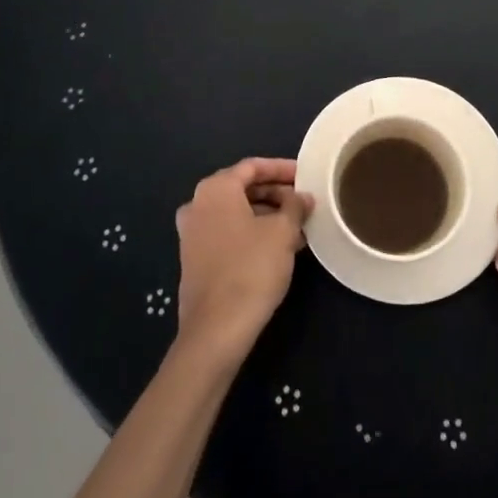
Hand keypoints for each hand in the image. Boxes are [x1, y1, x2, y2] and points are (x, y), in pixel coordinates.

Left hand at [174, 159, 310, 363]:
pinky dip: (252, 233)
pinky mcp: (194, 260)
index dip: (282, 168)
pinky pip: (228, 233)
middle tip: (303, 202)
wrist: (216, 330)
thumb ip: (295, 206)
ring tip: (297, 227)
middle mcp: (197, 205)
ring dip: (266, 215)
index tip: (305, 176)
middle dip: (275, 193)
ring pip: (236, 213)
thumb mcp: (283, 232)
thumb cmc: (251, 269)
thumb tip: (302, 197)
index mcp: (215, 190)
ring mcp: (192, 234)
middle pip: (242, 188)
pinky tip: (278, 248)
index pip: (252, 166)